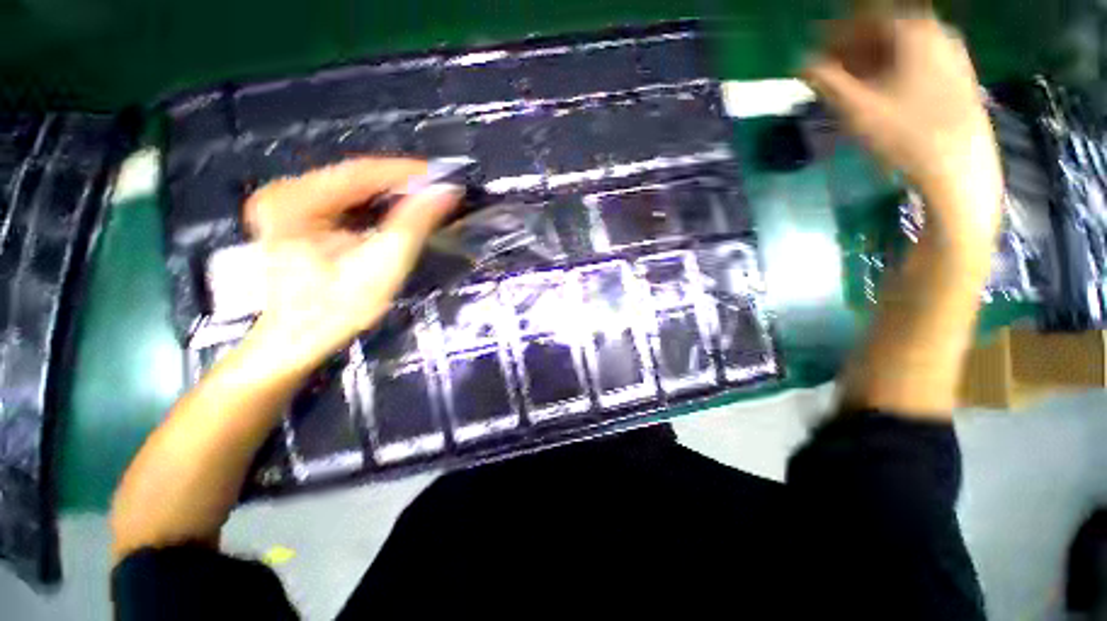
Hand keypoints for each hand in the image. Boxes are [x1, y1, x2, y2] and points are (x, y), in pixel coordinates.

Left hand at [243, 157, 461, 366]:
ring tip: (427, 200)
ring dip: (392, 193)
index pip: (359, 172)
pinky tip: (400, 210)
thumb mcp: (383, 266)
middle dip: (401, 183)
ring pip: (352, 187)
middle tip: (439, 191)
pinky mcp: (294, 214)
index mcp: (294, 201)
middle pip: (355, 177)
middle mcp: (284, 191)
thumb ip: (414, 224)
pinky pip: (344, 199)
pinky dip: (376, 204)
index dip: (406, 171)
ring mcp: (286, 202)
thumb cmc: (339, 308)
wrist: (298, 339)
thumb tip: (446, 191)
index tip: (444, 176)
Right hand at [803, 14, 1003, 255]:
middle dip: (853, 46)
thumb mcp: (856, 109)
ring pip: (902, 44)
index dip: (836, 32)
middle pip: (885, 28)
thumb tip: (801, 64)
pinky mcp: (959, 74)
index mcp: (913, 30)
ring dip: (872, 58)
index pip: (865, 16)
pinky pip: (918, 58)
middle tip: (829, 70)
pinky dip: (894, 67)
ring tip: (851, 84)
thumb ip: (824, 82)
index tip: (814, 51)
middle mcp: (936, 32)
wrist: (958, 168)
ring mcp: (952, 53)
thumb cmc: (905, 136)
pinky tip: (881, 90)